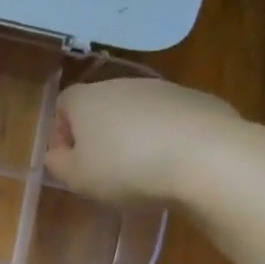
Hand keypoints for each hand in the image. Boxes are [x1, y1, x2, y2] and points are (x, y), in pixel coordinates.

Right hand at [44, 77, 240, 203]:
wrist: (208, 158)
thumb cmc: (127, 168)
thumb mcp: (77, 178)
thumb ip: (58, 164)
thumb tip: (56, 154)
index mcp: (87, 99)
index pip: (62, 104)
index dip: (61, 133)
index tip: (70, 161)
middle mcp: (123, 85)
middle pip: (102, 106)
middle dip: (99, 135)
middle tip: (105, 170)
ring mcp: (165, 89)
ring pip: (138, 112)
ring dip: (135, 136)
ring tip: (144, 171)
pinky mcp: (201, 101)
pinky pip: (172, 120)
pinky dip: (168, 138)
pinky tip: (176, 165)